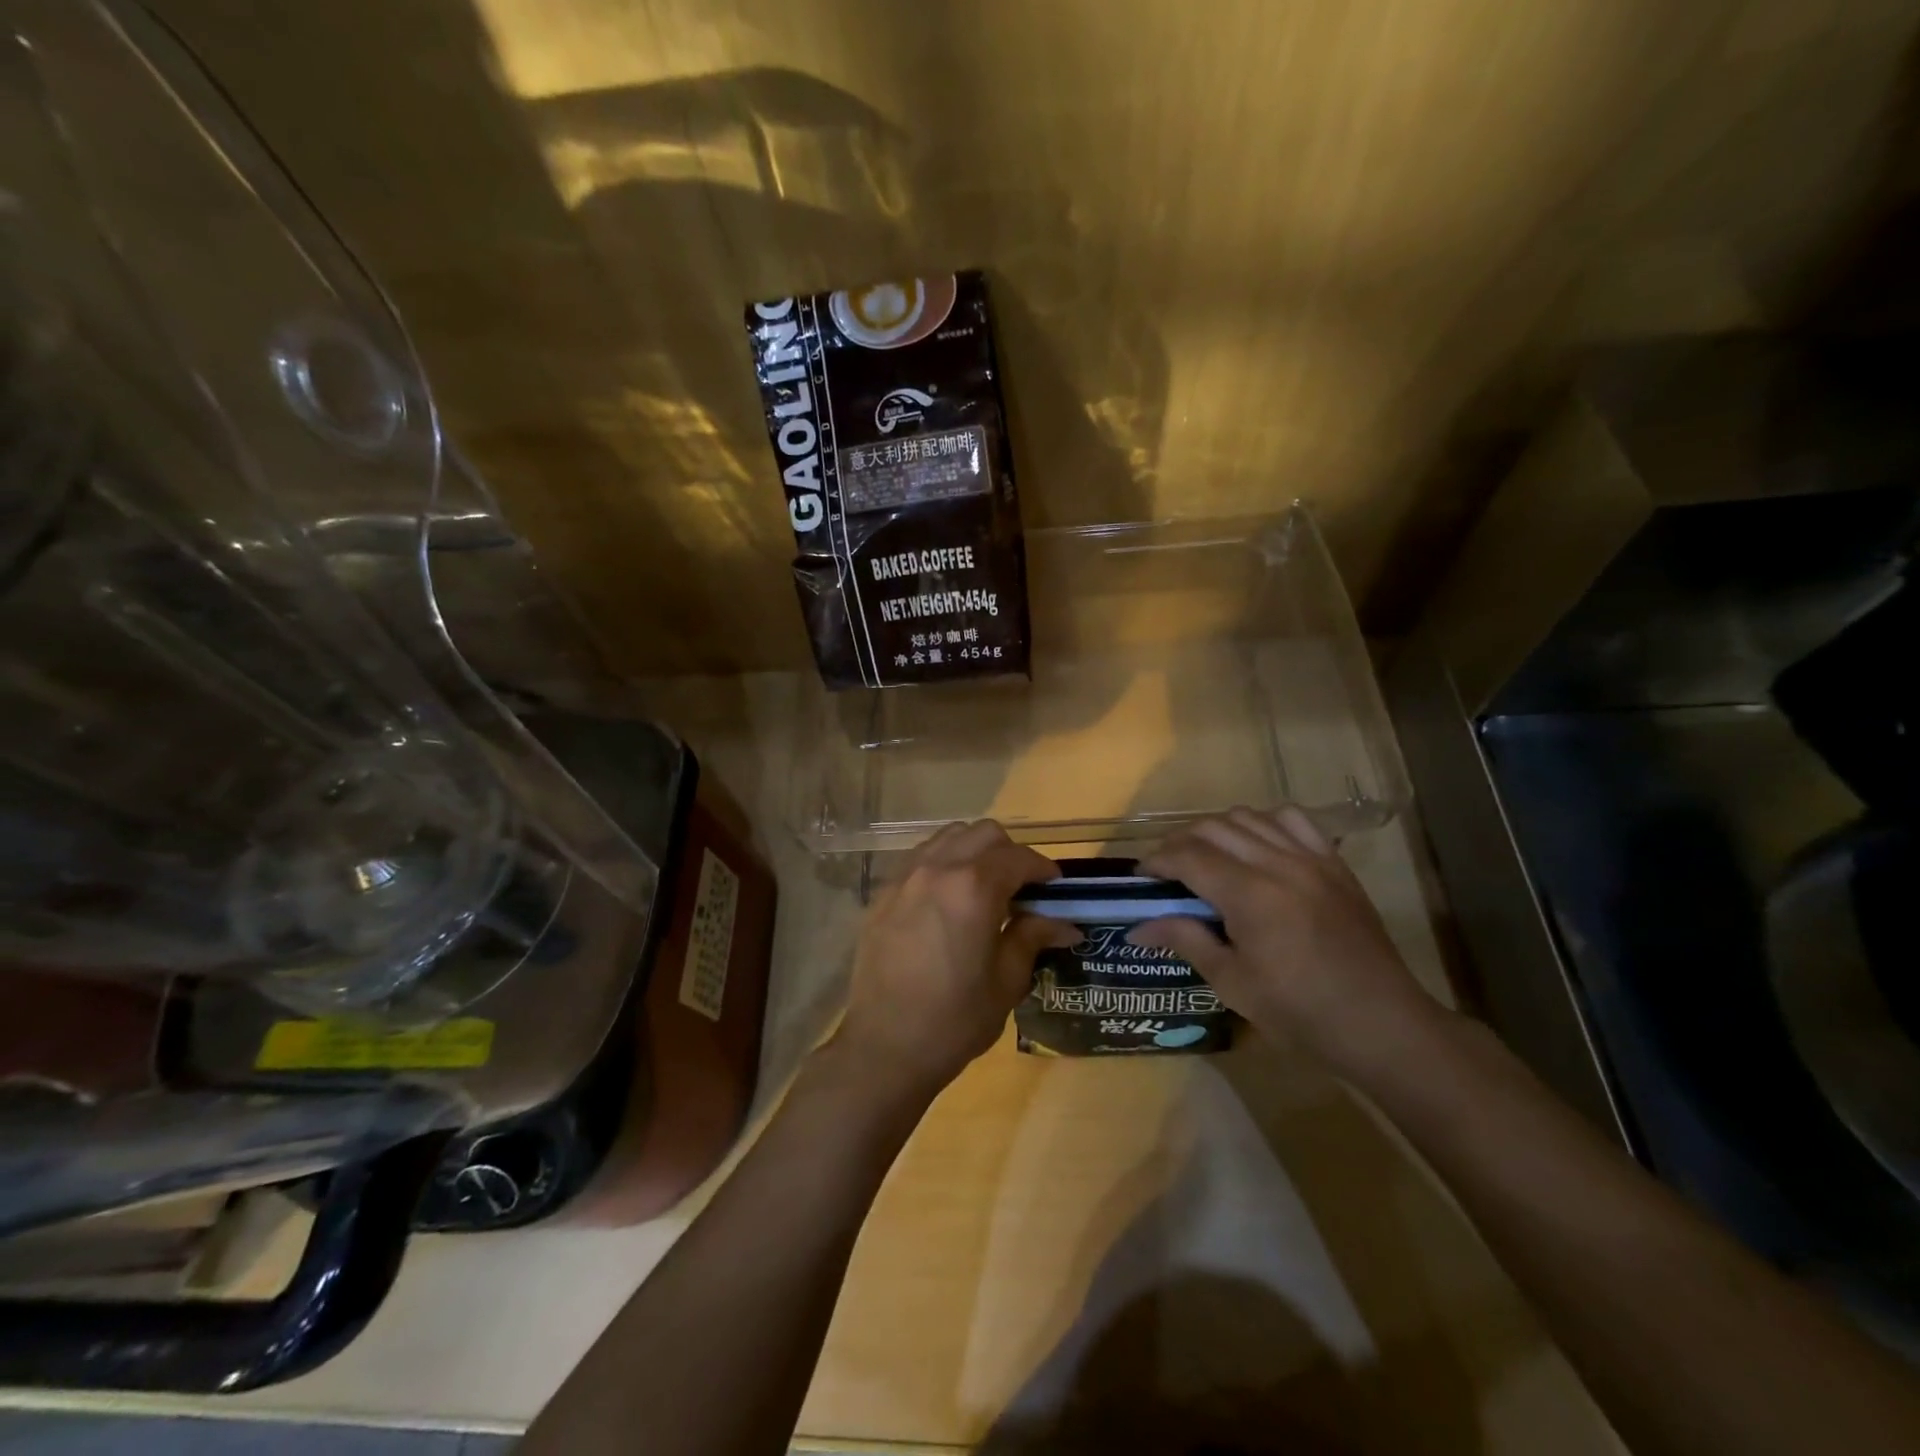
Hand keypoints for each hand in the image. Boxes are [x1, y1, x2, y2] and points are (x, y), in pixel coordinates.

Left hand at [834, 820, 1076, 1104]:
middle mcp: (938, 868)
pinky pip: (921, 857)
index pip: (1019, 858)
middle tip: (1022, 888)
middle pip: (984, 834)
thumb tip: (1065, 923)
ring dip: (975, 851)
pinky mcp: (884, 892)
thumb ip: (1032, 938)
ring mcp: (905, 876)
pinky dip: (944, 862)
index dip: (1044, 870)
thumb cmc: (954, 1020)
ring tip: (985, 887)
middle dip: (1010, 853)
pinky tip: (950, 897)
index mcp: (974, 888)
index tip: (1056, 889)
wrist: (884, 1047)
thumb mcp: (1006, 981)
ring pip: (949, 837)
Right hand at [1130, 807, 1444, 1077]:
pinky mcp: (1334, 862)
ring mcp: (1310, 858)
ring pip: (1248, 816)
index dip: (1157, 861)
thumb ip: (1185, 940)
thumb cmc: (1299, 1012)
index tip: (1141, 877)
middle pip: (1212, 827)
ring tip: (1207, 857)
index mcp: (1249, 895)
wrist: (1380, 1024)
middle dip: (1179, 842)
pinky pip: (1292, 819)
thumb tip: (1137, 927)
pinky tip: (1256, 846)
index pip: (1187, 856)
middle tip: (1167, 870)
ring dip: (1217, 830)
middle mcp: (1278, 863)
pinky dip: (1264, 822)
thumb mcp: (1232, 982)